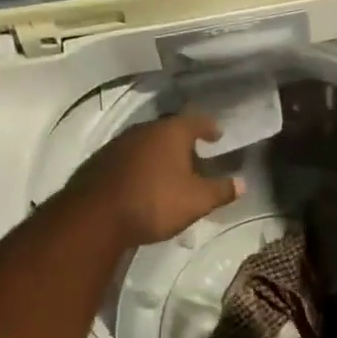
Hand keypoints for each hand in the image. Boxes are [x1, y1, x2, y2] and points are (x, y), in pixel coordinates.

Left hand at [69, 112, 244, 246]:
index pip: (196, 121)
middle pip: (169, 131)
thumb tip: (242, 183)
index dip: (209, 127)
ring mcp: (118, 145)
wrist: (94, 217)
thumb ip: (221, 190)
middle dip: (183, 143)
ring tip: (170, 173)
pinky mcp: (99, 162)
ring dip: (159, 156)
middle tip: (196, 157)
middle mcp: (144, 130)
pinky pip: (128, 159)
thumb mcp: (196, 201)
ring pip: (146, 145)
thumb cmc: (154, 202)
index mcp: (171, 132)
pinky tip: (143, 184)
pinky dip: (140, 167)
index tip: (217, 134)